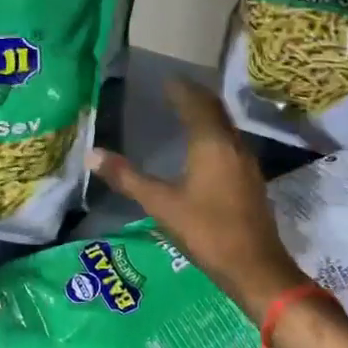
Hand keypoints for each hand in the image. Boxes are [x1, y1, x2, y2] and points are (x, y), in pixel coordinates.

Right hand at [88, 80, 307, 321]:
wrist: (255, 269)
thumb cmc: (207, 231)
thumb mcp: (161, 205)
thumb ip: (127, 178)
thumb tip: (91, 154)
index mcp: (211, 144)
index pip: (196, 103)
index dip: (180, 89)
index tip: (163, 79)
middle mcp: (233, 145)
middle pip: (215, 110)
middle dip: (195, 97)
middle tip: (172, 90)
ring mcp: (246, 163)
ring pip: (225, 126)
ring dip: (206, 114)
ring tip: (184, 112)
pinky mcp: (251, 180)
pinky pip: (230, 143)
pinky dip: (214, 134)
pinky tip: (202, 148)